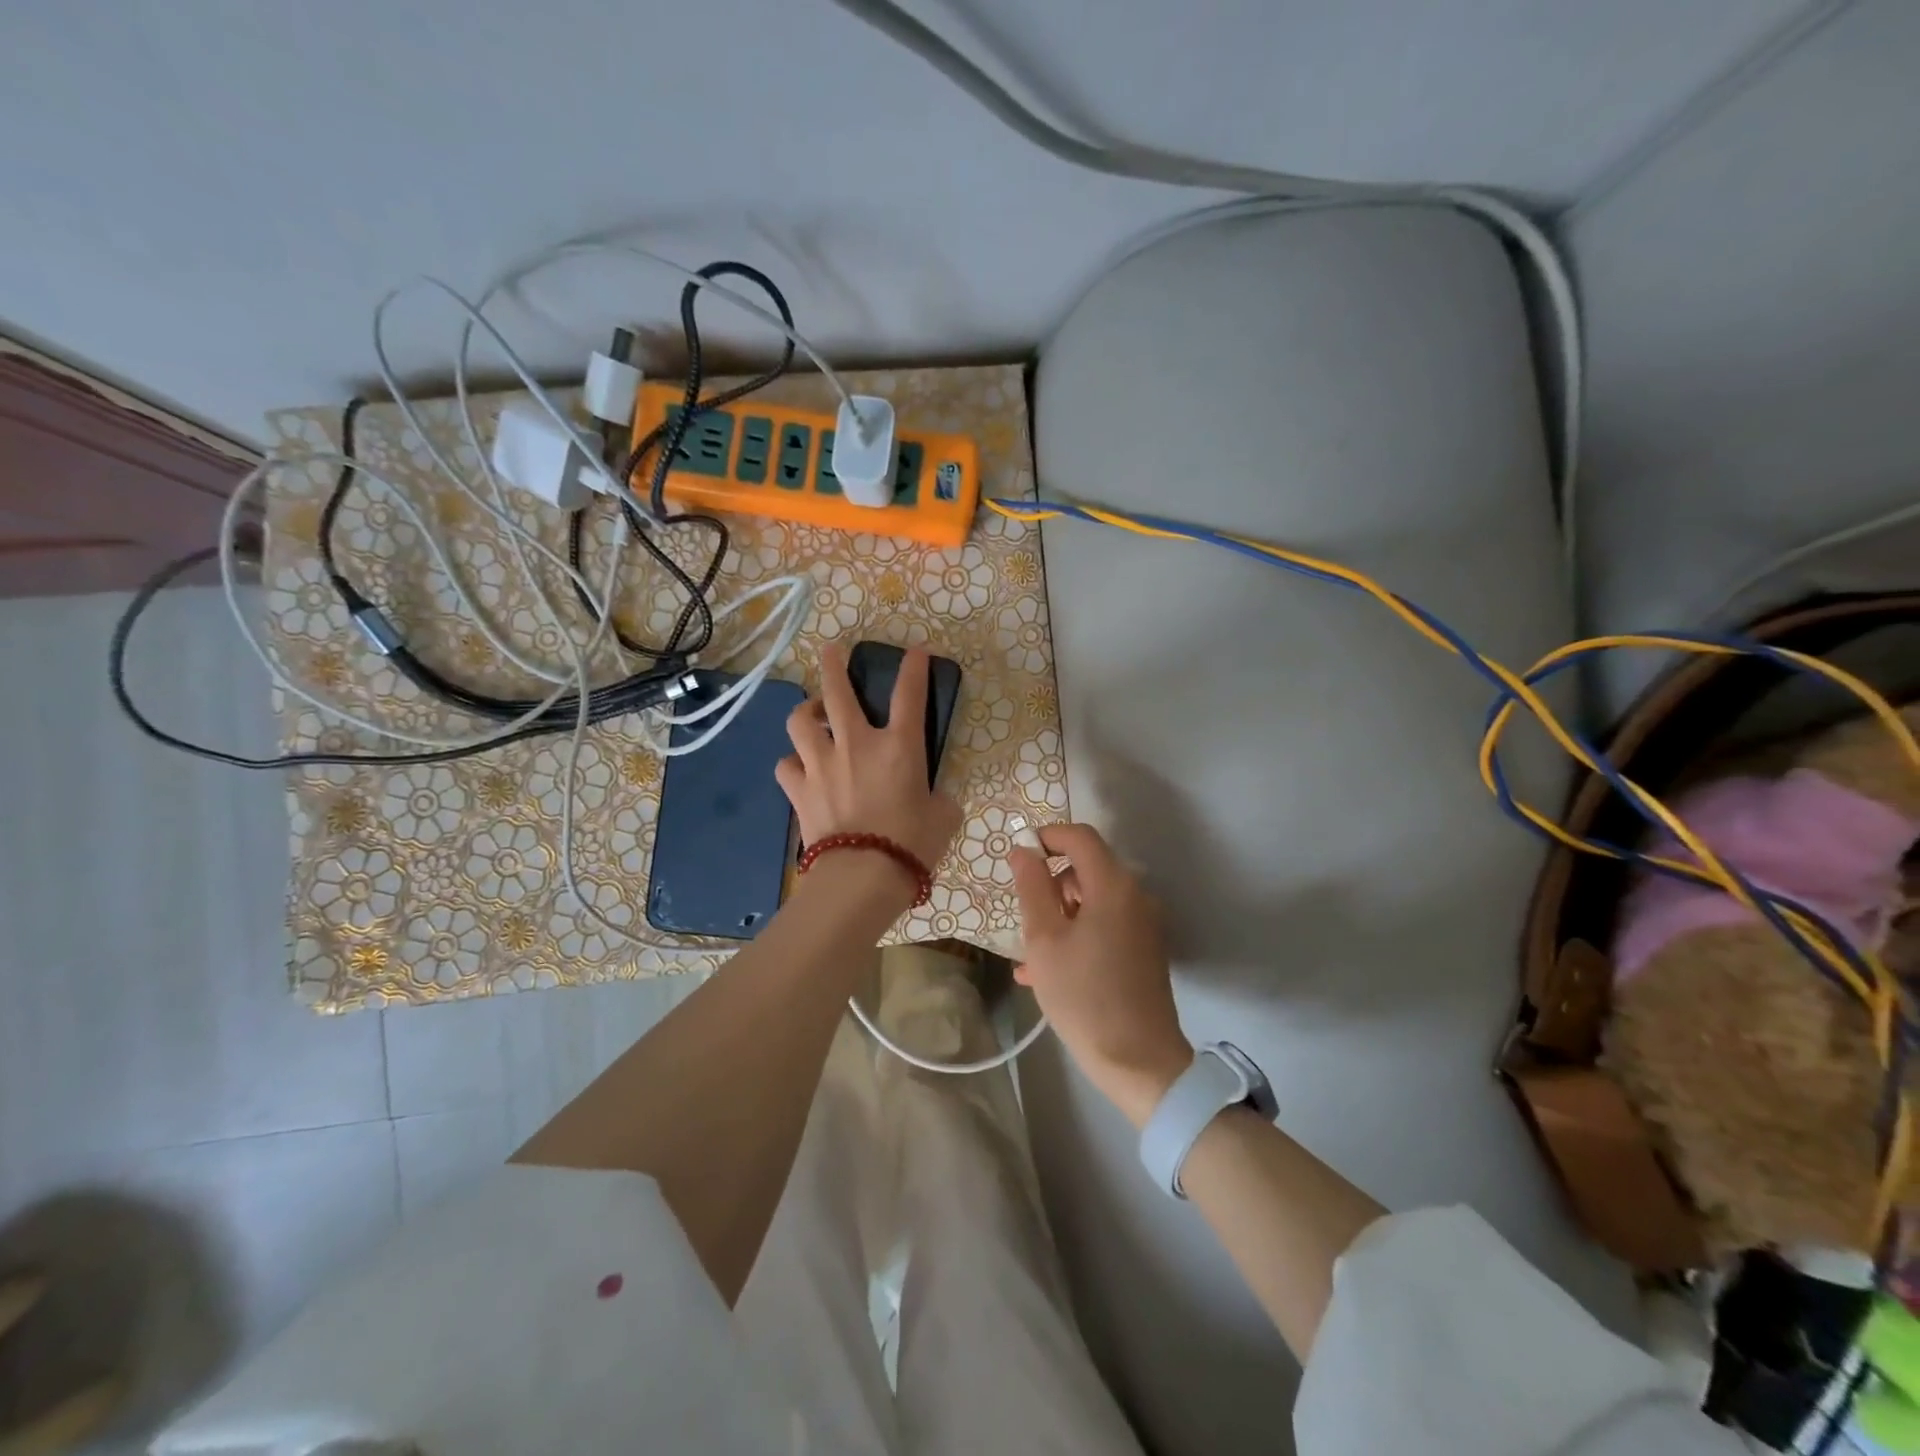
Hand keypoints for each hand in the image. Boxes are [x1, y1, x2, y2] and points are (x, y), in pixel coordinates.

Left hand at [777, 644, 962, 887]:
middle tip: (831, 651)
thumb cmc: (913, 844)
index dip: (914, 668)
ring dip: (806, 712)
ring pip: (800, 720)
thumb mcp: (944, 817)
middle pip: (837, 691)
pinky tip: (801, 768)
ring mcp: (821, 764)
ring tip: (812, 715)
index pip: (909, 694)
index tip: (916, 652)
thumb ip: (938, 798)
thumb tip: (934, 797)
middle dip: (833, 665)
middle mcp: (856, 744)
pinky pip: (786, 765)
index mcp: (899, 746)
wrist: (863, 876)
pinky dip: (793, 762)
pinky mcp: (799, 789)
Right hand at [1010, 823, 1192, 1125]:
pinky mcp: (1145, 949)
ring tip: (1029, 957)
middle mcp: (1135, 895)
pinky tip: (1048, 971)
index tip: (1018, 858)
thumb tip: (1022, 851)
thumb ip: (1031, 888)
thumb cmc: (1084, 996)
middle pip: (1087, 868)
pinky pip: (1105, 925)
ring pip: (1093, 900)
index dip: (1046, 837)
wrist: (1139, 1062)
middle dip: (1050, 885)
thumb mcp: (1044, 941)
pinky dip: (1077, 935)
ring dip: (1059, 915)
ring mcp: (1144, 924)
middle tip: (1023, 917)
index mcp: (1113, 885)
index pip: (1079, 837)